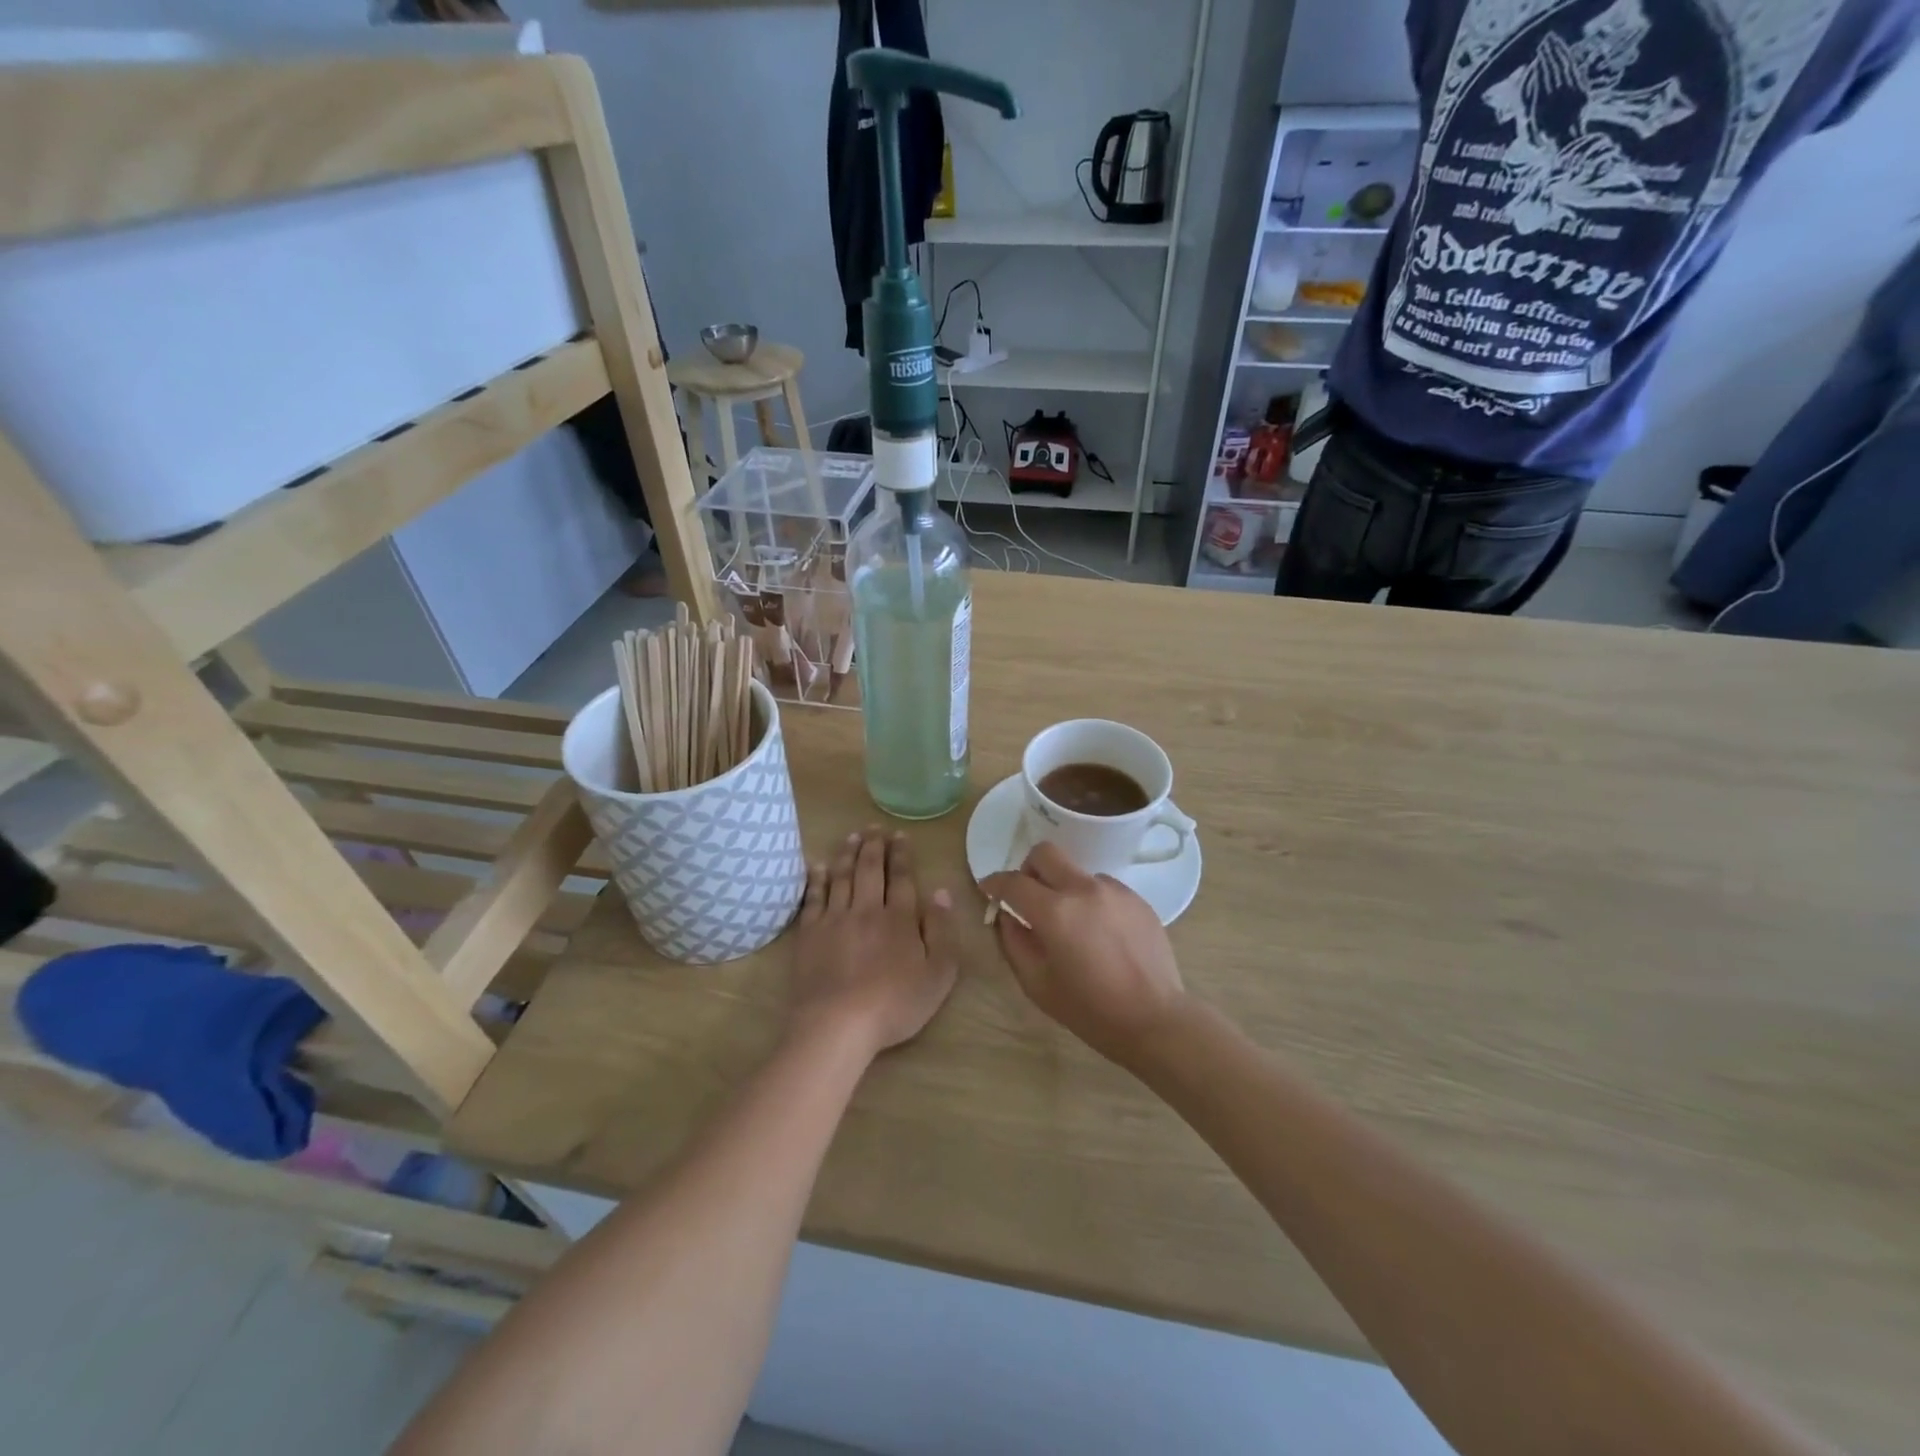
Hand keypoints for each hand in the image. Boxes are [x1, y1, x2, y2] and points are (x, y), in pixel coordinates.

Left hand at [789, 827, 959, 1059]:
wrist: (838, 1024)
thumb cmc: (895, 1004)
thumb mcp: (938, 974)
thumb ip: (942, 931)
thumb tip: (941, 892)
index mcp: (900, 918)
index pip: (902, 878)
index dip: (901, 854)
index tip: (900, 835)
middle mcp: (867, 909)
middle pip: (870, 870)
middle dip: (874, 845)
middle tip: (875, 827)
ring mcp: (835, 919)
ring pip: (842, 877)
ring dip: (847, 854)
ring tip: (851, 836)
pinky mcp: (810, 933)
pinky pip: (813, 898)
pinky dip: (816, 879)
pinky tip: (817, 866)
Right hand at [983, 841, 1186, 1067]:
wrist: (1154, 1019)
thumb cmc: (1090, 1010)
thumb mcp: (1038, 984)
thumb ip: (1014, 942)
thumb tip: (1007, 916)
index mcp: (1054, 912)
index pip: (1014, 882)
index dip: (994, 883)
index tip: (988, 889)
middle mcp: (1083, 889)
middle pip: (1045, 853)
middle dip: (1029, 869)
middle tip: (1029, 896)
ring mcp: (1114, 890)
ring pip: (1076, 871)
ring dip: (1064, 888)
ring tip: (1073, 924)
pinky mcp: (1136, 899)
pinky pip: (1103, 887)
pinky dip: (1091, 900)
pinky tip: (1100, 933)